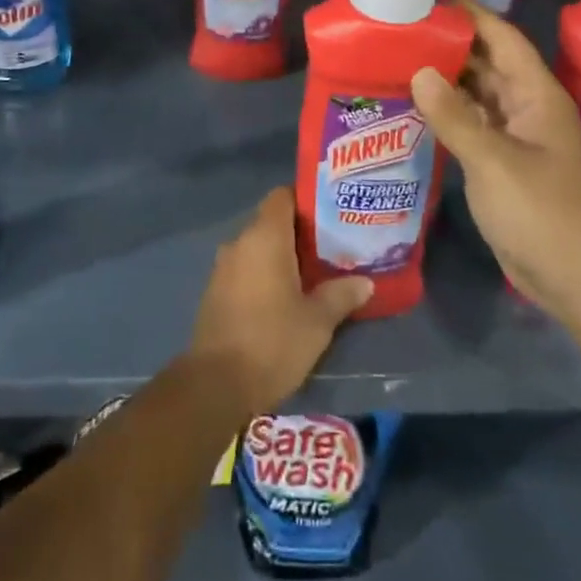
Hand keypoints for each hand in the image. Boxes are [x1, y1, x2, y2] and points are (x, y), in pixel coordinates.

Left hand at [189, 187, 372, 413]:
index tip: (329, 214)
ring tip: (311, 273)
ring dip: (280, 256)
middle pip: (271, 221)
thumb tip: (366, 282)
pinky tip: (283, 297)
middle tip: (330, 247)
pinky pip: (244, 268)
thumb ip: (341, 295)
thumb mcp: (317, 322)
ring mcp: (223, 267)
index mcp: (265, 237)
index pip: (282, 196)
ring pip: (257, 247)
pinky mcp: (215, 291)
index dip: (305, 200)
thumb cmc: (272, 342)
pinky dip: (263, 274)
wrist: (215, 384)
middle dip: (298, 232)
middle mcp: (240, 242)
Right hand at [411, 0, 580, 302]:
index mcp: (537, 96)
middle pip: (488, 63)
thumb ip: (454, 116)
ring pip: (478, 95)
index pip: (504, 39)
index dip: (473, 15)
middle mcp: (527, 109)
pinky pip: (472, 125)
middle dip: (451, 44)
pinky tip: (415, 107)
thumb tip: (419, 71)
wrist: (578, 280)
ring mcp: (516, 138)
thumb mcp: (494, 161)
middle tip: (403, 29)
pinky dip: (447, 113)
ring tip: (400, 60)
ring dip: (446, 79)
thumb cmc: (542, 211)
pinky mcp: (503, 164)